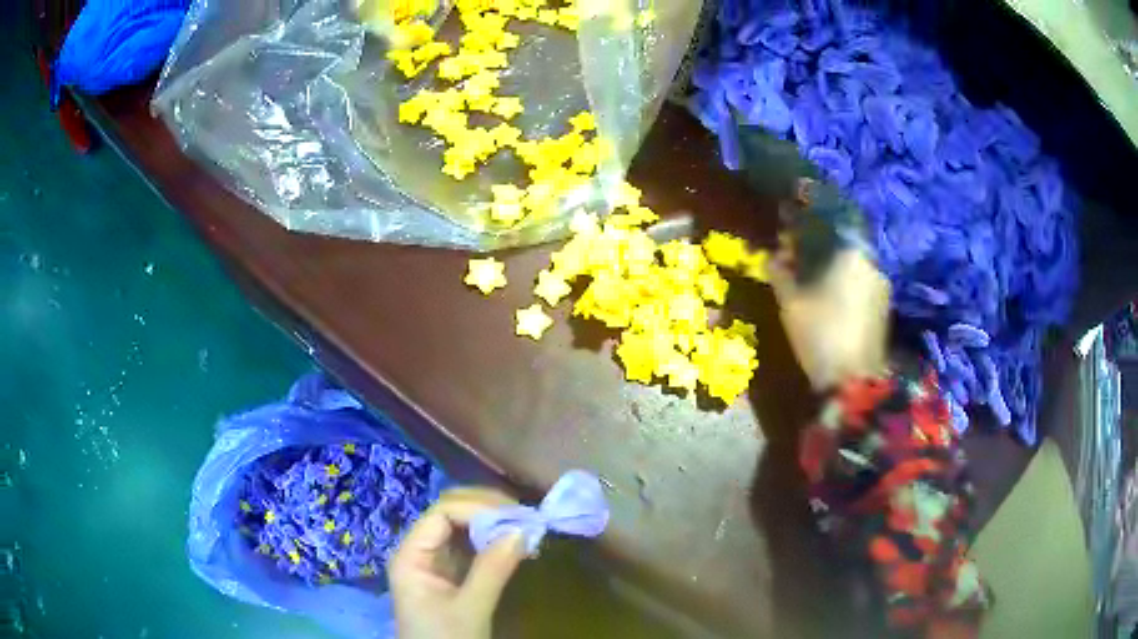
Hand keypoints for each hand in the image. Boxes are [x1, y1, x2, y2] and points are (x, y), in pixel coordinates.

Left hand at [390, 488, 525, 638]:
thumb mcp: (470, 609)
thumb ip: (492, 570)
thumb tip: (522, 529)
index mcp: (411, 556)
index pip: (441, 514)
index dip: (476, 509)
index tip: (515, 517)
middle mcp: (420, 551)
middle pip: (449, 513)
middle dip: (486, 509)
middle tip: (524, 515)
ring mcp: (435, 562)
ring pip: (461, 527)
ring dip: (493, 523)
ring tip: (525, 526)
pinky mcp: (450, 575)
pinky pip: (470, 547)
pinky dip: (493, 541)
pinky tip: (515, 544)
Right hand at [768, 245, 890, 390]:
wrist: (854, 383)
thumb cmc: (821, 335)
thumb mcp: (790, 303)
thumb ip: (779, 274)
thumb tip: (770, 257)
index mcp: (850, 252)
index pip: (826, 227)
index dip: (803, 231)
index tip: (786, 241)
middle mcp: (871, 263)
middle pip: (840, 247)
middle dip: (817, 253)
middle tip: (795, 266)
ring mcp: (882, 287)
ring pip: (852, 269)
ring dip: (832, 272)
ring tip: (811, 287)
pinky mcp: (885, 310)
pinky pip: (861, 287)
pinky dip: (845, 289)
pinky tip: (830, 305)